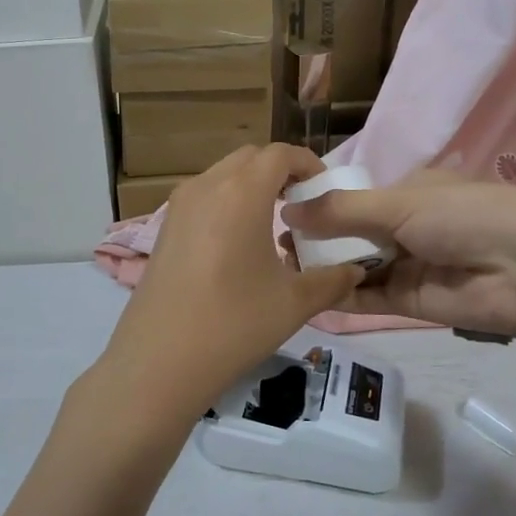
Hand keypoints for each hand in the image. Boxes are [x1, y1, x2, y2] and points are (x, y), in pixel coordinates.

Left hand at [95, 145, 364, 419]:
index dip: (307, 163)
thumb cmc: (233, 324)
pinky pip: (202, 198)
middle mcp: (206, 187)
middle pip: (249, 158)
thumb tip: (355, 271)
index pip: (279, 154)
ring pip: (222, 176)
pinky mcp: (164, 229)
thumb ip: (332, 280)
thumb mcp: (294, 303)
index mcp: (241, 192)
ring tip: (272, 224)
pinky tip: (237, 245)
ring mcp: (179, 206)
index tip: (324, 188)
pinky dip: (225, 203)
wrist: (159, 361)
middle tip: (301, 204)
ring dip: (250, 187)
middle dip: (279, 172)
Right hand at [281, 172, 515, 339]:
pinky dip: (339, 295)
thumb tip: (286, 210)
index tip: (283, 211)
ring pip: (355, 265)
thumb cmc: (462, 216)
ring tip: (282, 267)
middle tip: (276, 245)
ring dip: (323, 267)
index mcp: (409, 192)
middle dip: (316, 238)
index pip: (356, 197)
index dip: (321, 205)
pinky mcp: (408, 302)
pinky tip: (306, 292)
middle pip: (351, 233)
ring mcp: (407, 265)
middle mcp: (406, 227)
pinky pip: (366, 296)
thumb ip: (341, 211)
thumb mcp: (399, 203)